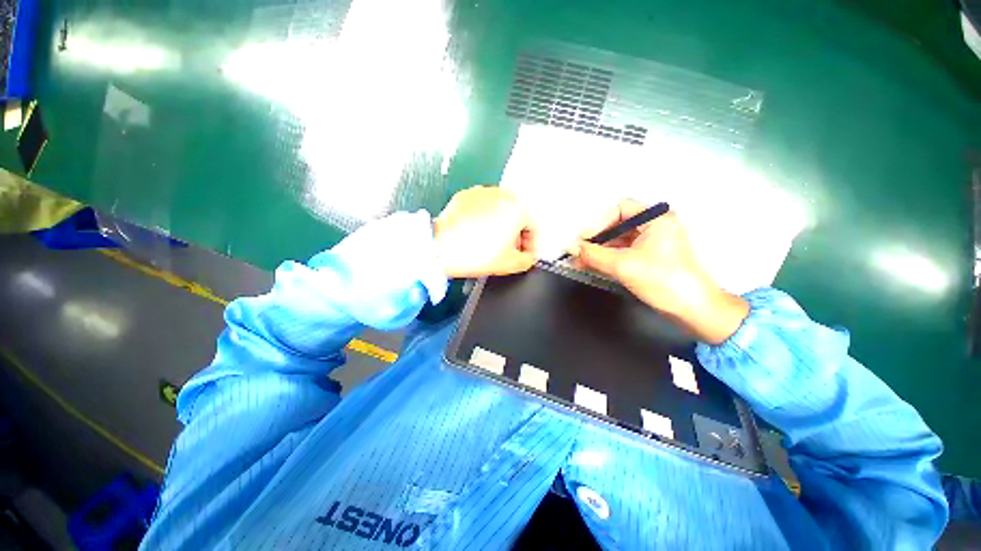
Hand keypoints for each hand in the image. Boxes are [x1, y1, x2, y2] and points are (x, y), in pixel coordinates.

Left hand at [433, 186, 536, 277]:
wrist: (440, 248)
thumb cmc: (473, 254)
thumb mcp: (509, 264)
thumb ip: (527, 260)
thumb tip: (528, 257)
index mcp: (516, 209)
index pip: (532, 227)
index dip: (531, 244)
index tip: (526, 254)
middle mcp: (502, 195)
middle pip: (517, 216)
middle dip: (516, 233)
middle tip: (509, 249)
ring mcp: (482, 193)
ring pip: (500, 209)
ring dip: (501, 224)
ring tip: (492, 241)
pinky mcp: (466, 195)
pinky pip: (482, 206)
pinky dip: (484, 217)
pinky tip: (477, 231)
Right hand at [569, 200, 748, 344]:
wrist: (693, 310)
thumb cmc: (663, 281)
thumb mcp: (623, 265)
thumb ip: (593, 254)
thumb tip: (572, 248)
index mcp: (656, 219)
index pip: (620, 209)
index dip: (598, 223)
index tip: (583, 240)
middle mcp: (655, 226)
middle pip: (617, 225)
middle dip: (596, 239)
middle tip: (577, 251)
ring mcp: (653, 243)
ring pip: (619, 240)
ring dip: (599, 251)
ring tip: (579, 261)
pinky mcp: (650, 258)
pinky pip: (623, 252)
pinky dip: (607, 258)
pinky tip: (591, 266)